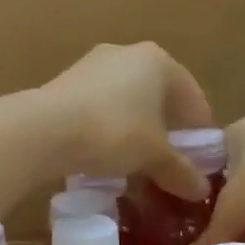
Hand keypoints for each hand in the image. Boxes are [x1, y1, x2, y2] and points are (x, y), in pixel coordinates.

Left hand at [37, 43, 213, 199]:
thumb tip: (201, 190)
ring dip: (134, 131)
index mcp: (159, 61)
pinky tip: (103, 154)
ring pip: (126, 102)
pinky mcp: (65, 82)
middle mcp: (127, 53)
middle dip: (165, 131)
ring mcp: (92, 65)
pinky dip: (107, 128)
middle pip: (157, 97)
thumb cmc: (113, 131)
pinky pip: (98, 107)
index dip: (198, 133)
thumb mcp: (153, 155)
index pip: (192, 98)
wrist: (43, 128)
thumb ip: (180, 170)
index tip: (200, 163)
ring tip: (136, 164)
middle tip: (168, 164)